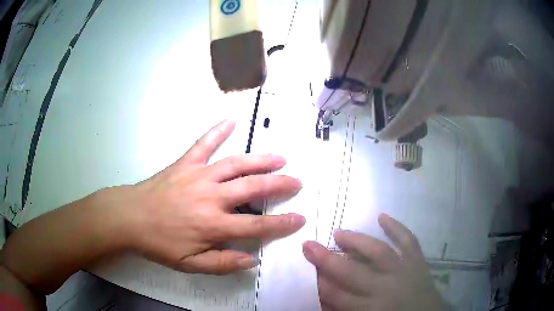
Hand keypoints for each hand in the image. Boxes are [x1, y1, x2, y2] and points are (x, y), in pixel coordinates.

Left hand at [120, 120, 304, 273]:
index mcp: (213, 224)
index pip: (256, 225)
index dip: (281, 223)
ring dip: (260, 160)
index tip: (299, 219)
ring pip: (236, 163)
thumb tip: (252, 259)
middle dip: (279, 184)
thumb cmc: (159, 243)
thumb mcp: (190, 265)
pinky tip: (231, 120)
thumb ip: (222, 264)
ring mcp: (198, 175)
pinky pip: (204, 144)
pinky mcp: (185, 163)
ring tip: (280, 157)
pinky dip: (217, 131)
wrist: (130, 217)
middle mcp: (211, 196)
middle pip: (253, 187)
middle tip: (297, 181)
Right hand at [302, 214, 446, 310]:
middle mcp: (385, 288)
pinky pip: (408, 241)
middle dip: (328, 259)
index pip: (338, 295)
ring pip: (379, 252)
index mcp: (371, 308)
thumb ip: (344, 309)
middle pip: (352, 273)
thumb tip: (324, 299)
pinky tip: (383, 216)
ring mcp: (404, 270)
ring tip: (339, 232)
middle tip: (309, 245)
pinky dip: (397, 228)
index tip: (306, 267)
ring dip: (358, 241)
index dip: (320, 282)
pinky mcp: (417, 261)